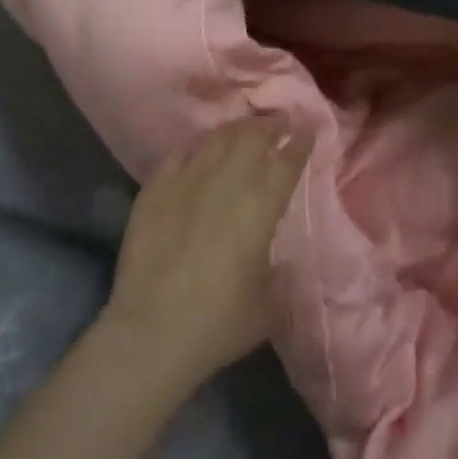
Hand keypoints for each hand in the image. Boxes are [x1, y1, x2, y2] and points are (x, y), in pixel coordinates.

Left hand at [100, 116, 313, 391]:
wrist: (150, 333)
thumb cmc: (217, 324)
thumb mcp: (268, 307)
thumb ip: (279, 274)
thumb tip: (280, 258)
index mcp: (261, 204)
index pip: (287, 159)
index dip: (300, 140)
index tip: (307, 128)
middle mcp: (227, 180)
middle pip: (254, 136)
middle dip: (271, 126)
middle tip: (280, 124)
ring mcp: (189, 178)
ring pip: (218, 137)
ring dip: (237, 129)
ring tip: (245, 130)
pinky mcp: (156, 187)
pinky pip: (181, 153)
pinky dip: (197, 146)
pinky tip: (201, 149)